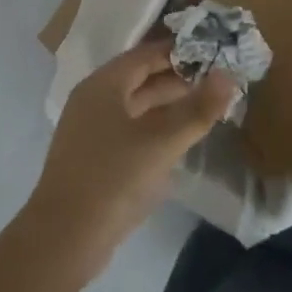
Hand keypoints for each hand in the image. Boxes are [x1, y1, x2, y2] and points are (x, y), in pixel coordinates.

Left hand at [24, 40, 234, 285]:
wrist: (64, 239)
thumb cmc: (113, 179)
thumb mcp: (162, 143)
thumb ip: (197, 110)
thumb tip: (228, 76)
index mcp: (103, 85)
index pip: (145, 55)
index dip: (179, 52)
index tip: (213, 52)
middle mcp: (93, 100)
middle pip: (140, 79)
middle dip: (177, 79)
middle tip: (217, 81)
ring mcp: (91, 130)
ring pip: (136, 106)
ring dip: (168, 105)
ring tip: (205, 106)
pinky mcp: (94, 157)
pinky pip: (130, 129)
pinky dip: (155, 127)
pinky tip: (179, 138)